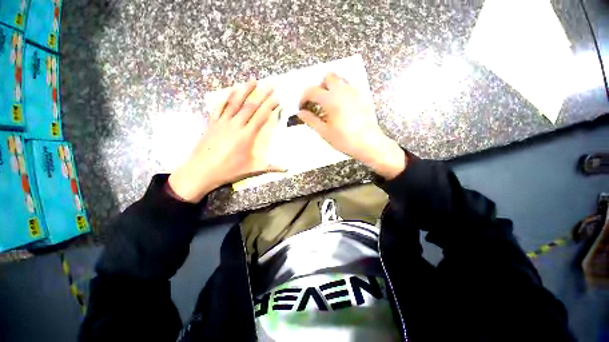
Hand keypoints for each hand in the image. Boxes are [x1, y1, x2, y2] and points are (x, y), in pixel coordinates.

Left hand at [168, 79, 282, 202]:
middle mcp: (235, 125)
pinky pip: (220, 107)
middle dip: (261, 94)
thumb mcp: (252, 170)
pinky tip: (230, 91)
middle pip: (250, 106)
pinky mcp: (212, 123)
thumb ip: (271, 167)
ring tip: (252, 80)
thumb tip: (287, 169)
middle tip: (270, 84)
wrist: (201, 171)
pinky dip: (226, 98)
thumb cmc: (228, 170)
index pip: (261, 117)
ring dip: (244, 91)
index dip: (270, 106)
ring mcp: (222, 122)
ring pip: (235, 103)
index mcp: (246, 136)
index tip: (277, 98)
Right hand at [298, 73, 406, 178]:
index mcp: (331, 99)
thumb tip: (300, 113)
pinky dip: (342, 91)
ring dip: (331, 87)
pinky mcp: (363, 96)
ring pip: (340, 79)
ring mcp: (355, 92)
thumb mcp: (324, 132)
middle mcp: (343, 90)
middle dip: (319, 87)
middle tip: (317, 102)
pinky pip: (350, 87)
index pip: (311, 90)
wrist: (369, 144)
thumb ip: (311, 120)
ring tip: (329, 104)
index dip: (303, 98)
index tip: (302, 107)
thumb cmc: (345, 140)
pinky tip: (341, 107)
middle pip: (328, 77)